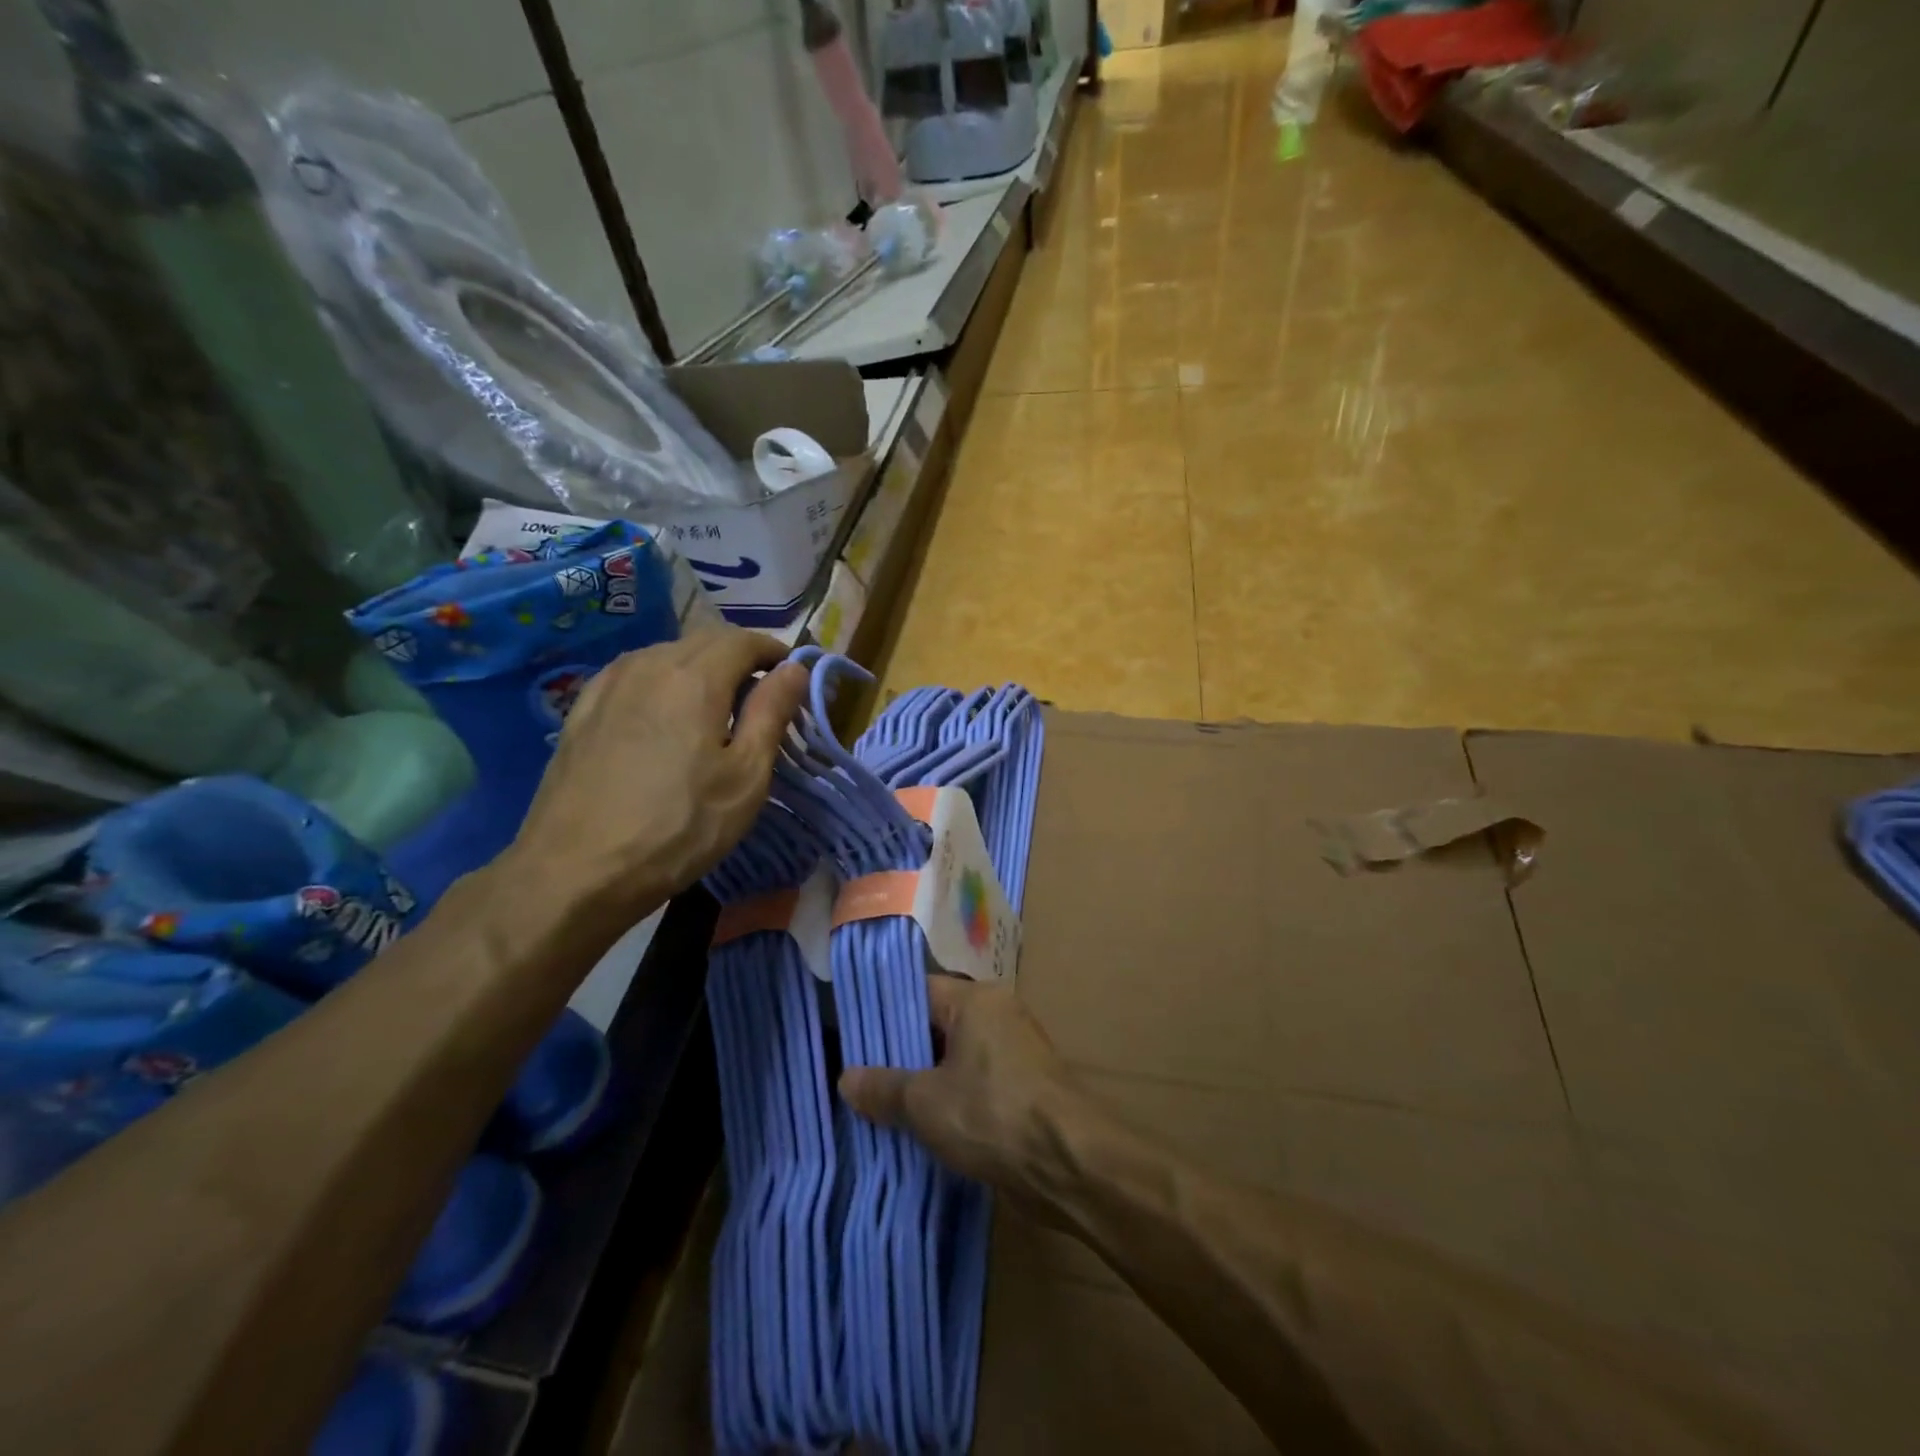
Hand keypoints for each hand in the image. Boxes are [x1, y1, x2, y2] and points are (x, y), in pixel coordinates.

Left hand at [507, 629, 807, 925]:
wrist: (576, 871)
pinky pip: (635, 674)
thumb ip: (772, 713)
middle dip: (740, 658)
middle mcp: (649, 665)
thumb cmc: (679, 827)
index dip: (774, 652)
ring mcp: (609, 684)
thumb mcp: (745, 777)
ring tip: (717, 706)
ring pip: (668, 654)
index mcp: (694, 678)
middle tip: (762, 695)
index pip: (744, 641)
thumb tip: (795, 669)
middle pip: (705, 641)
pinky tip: (664, 714)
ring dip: (701, 668)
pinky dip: (663, 681)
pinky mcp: (582, 708)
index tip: (793, 677)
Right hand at [839, 976, 1087, 1205]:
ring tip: (882, 1105)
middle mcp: (999, 1014)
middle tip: (859, 1076)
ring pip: (957, 1057)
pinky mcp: (1026, 1086)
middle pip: (938, 1025)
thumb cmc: (992, 1115)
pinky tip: (923, 1127)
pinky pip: (977, 1082)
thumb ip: (883, 1087)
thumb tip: (846, 1077)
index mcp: (977, 1000)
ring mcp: (1016, 1051)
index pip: (919, 991)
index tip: (851, 1035)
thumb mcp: (925, 1102)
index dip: (883, 1012)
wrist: (1070, 1164)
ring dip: (926, 1081)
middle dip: (901, 1053)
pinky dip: (952, 1099)